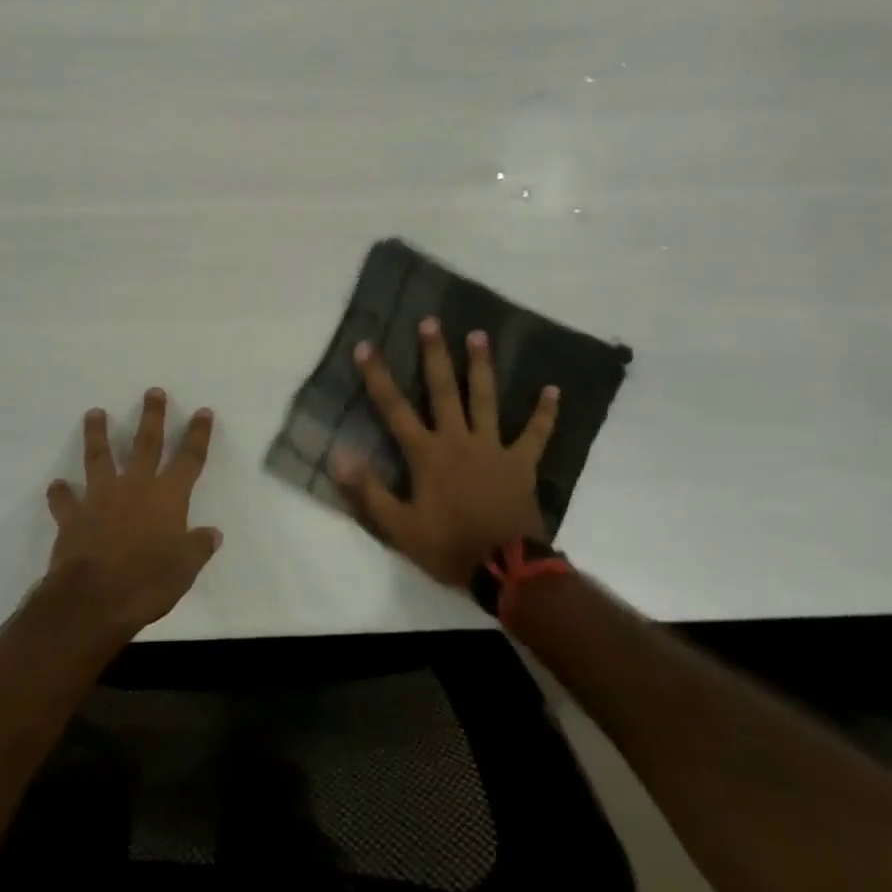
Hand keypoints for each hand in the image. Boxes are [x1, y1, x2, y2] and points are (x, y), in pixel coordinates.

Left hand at [43, 388, 222, 640]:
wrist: (94, 599)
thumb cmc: (147, 583)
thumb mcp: (185, 570)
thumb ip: (197, 547)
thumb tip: (212, 533)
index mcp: (168, 498)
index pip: (189, 459)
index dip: (197, 435)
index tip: (202, 412)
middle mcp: (136, 487)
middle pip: (146, 444)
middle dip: (152, 416)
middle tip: (152, 392)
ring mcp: (101, 497)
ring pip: (100, 457)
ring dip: (98, 434)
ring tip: (94, 413)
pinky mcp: (73, 515)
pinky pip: (65, 500)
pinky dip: (60, 493)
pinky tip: (56, 485)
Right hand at [333, 318, 559, 588]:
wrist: (506, 570)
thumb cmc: (448, 546)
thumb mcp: (398, 527)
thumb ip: (367, 489)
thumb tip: (337, 454)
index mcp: (427, 454)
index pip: (394, 408)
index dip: (378, 376)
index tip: (366, 345)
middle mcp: (458, 440)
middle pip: (443, 390)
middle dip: (434, 355)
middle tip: (430, 321)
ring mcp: (492, 448)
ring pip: (485, 399)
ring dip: (481, 366)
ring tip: (478, 335)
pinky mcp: (520, 463)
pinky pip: (535, 434)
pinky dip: (544, 413)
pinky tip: (553, 390)